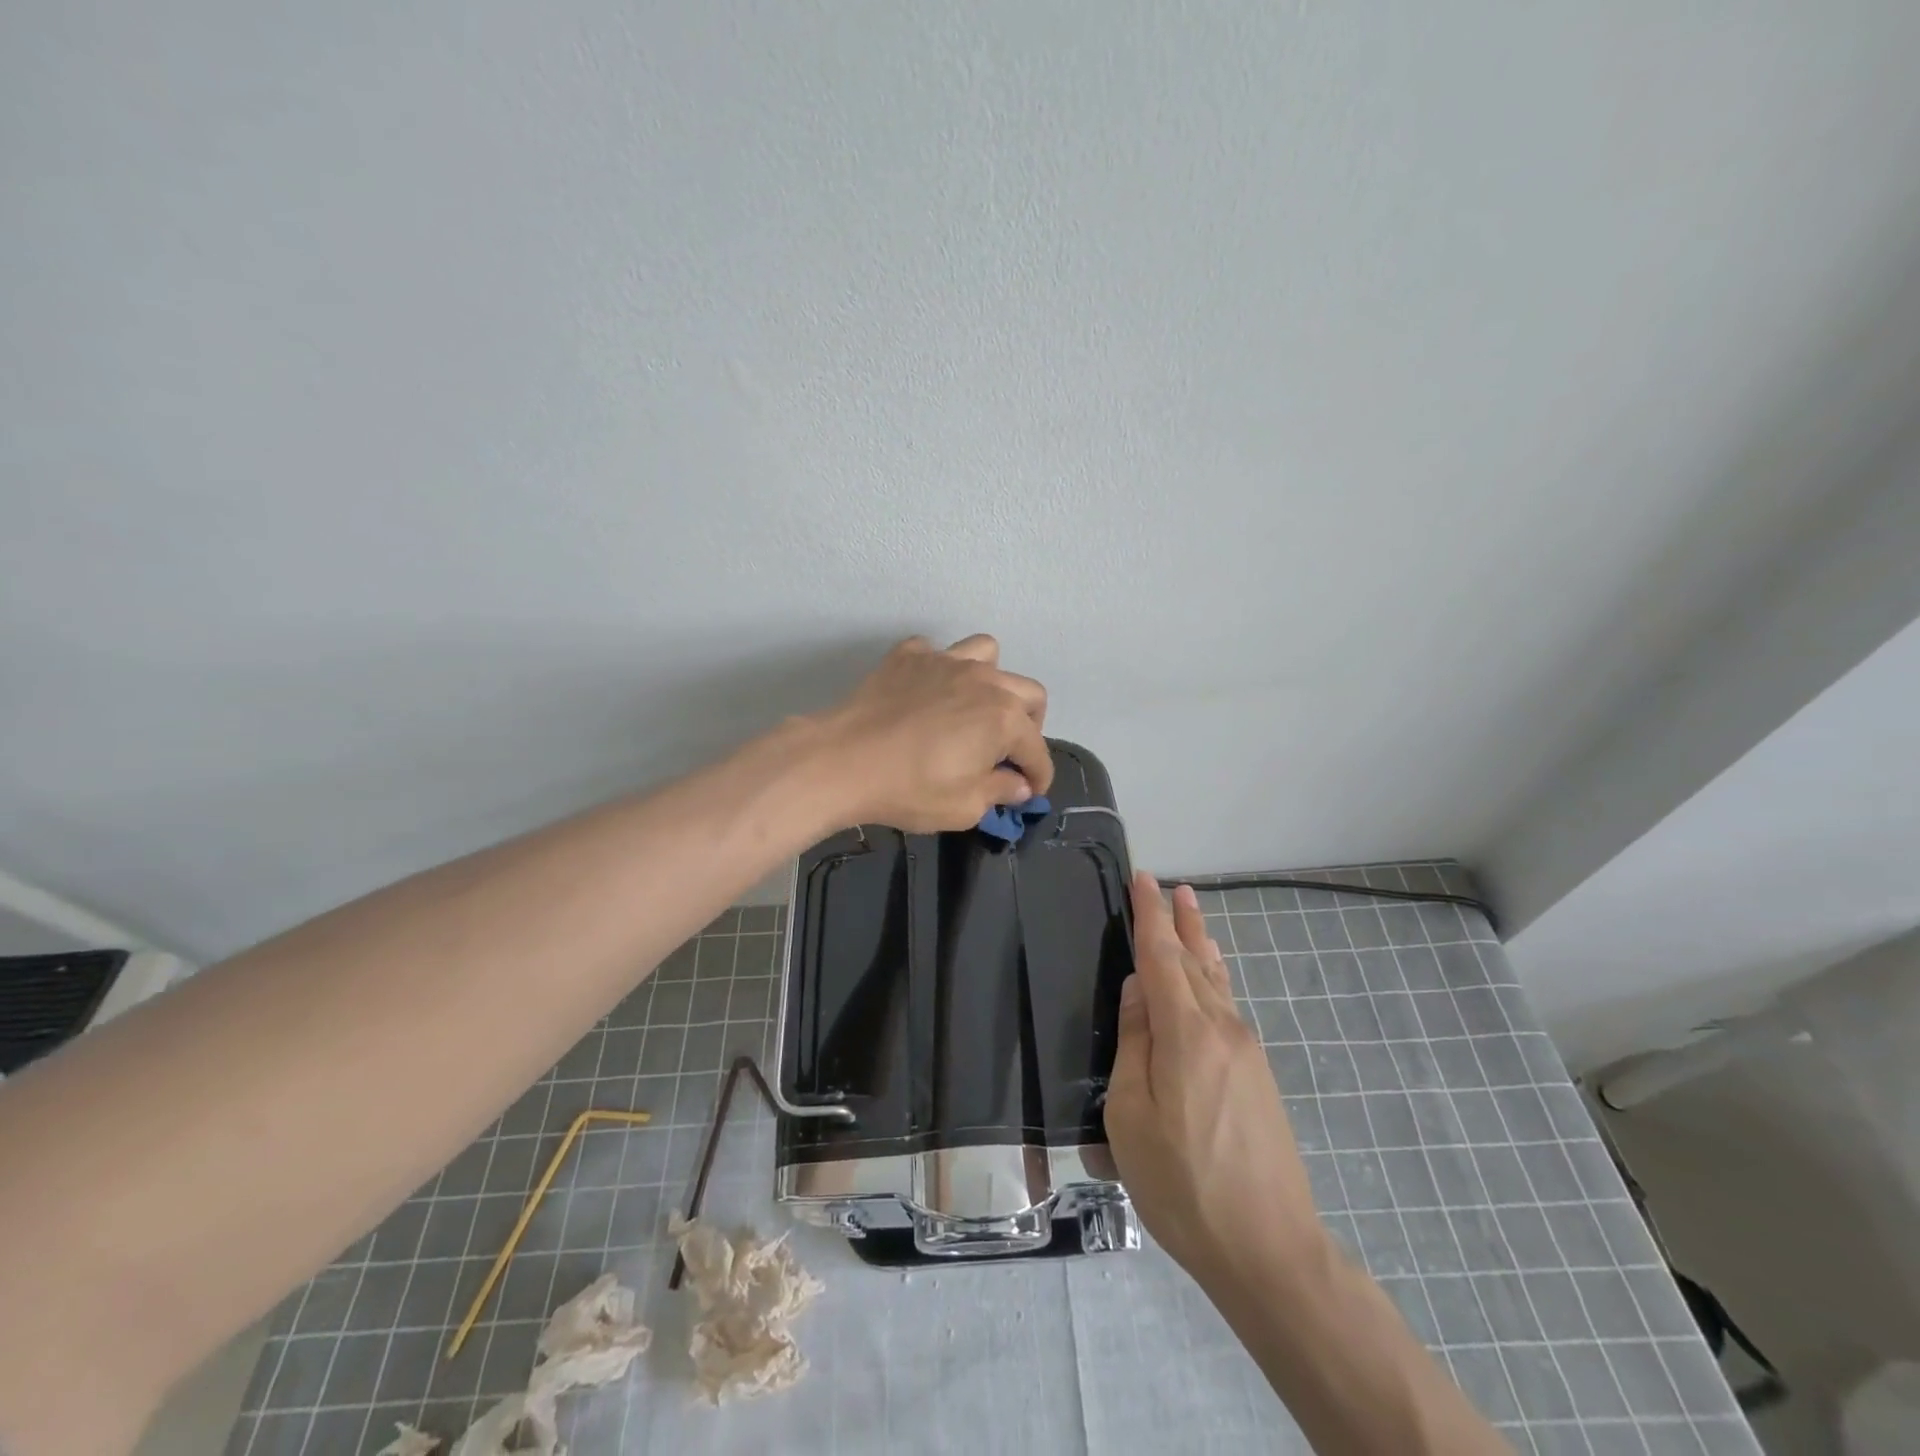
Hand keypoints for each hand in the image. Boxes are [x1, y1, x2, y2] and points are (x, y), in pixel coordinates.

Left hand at [816, 634, 1052, 833]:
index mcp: (1004, 718)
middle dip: (1029, 725)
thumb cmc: (909, 789)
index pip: (1037, 749)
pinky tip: (927, 693)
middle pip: (1028, 693)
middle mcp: (984, 680)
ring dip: (993, 681)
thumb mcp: (964, 807)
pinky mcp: (909, 655)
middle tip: (1009, 752)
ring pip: (988, 654)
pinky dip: (940, 670)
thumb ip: (999, 792)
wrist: (842, 760)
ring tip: (977, 707)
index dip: (1039, 775)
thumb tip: (1018, 784)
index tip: (1030, 791)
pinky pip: (937, 652)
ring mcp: (945, 660)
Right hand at [1104, 873, 1325, 1290]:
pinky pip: (1228, 1006)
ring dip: (1201, 945)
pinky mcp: (1258, 1077)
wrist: (1270, 1249)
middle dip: (1181, 922)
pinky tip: (1211, 981)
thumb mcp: (1131, 1114)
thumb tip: (1138, 989)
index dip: (1150, 915)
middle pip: (1195, 961)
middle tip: (1174, 888)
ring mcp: (1247, 1052)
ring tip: (1193, 917)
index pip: (1161, 956)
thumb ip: (1134, 1043)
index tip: (1143, 879)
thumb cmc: (1183, 1183)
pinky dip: (1214, 979)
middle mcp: (1223, 1028)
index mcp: (1187, 1032)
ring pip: (1217, 982)